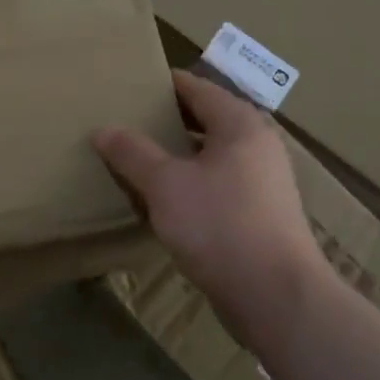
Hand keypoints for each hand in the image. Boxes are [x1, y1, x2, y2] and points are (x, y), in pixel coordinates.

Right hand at [94, 72, 326, 347]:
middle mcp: (257, 145)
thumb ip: (133, 153)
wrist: (275, 296)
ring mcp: (263, 182)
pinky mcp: (260, 214)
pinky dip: (191, 182)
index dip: (164, 84)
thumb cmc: (220, 225)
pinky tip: (164, 199)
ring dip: (178, 155)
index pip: (197, 88)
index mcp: (240, 124)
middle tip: (126, 120)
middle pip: (206, 120)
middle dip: (167, 120)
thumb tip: (103, 129)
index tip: (131, 84)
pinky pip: (218, 184)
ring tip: (137, 158)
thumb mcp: (166, 185)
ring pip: (211, 155)